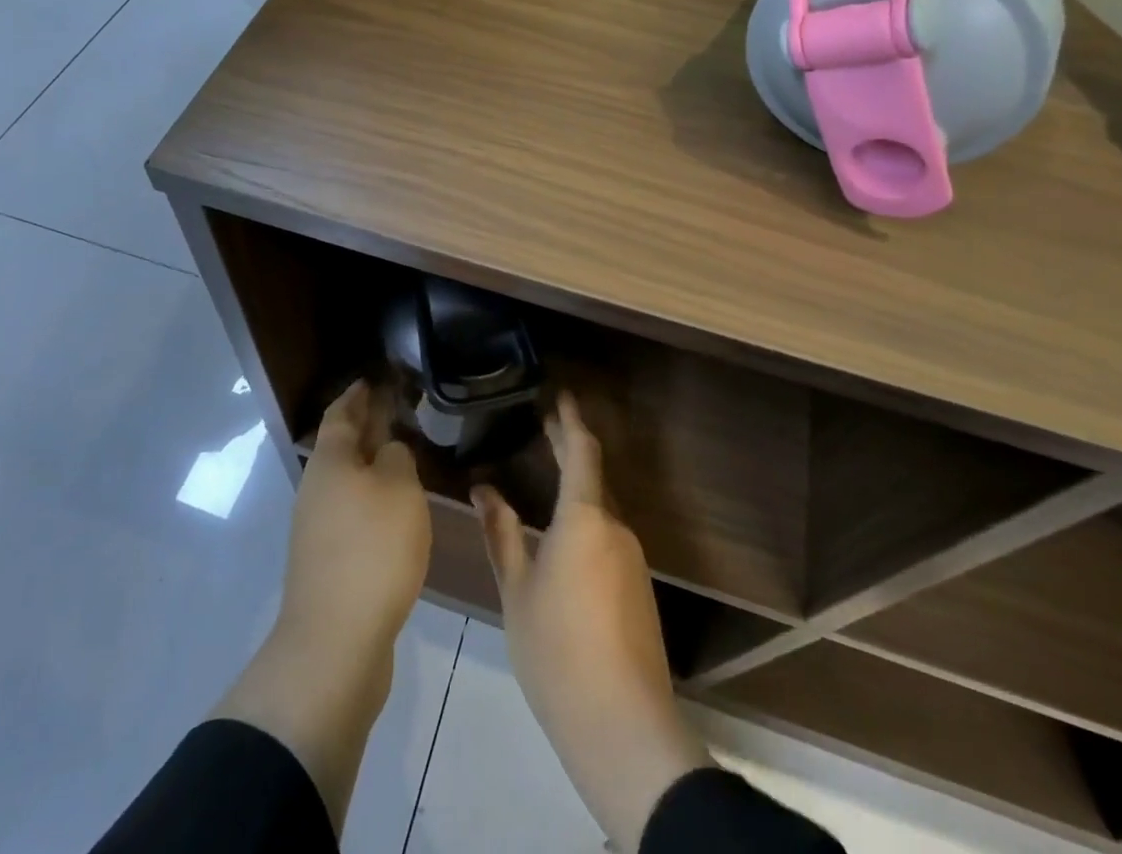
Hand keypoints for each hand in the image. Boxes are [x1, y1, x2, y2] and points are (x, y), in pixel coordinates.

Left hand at [280, 378, 431, 652]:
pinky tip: (395, 508)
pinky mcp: (328, 562)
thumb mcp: (400, 490)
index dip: (357, 394)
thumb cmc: (372, 550)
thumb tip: (389, 450)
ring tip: (402, 455)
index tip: (373, 378)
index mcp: (331, 461)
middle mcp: (317, 488)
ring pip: (348, 480)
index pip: (341, 412)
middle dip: (366, 426)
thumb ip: (398, 458)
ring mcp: (317, 527)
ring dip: (371, 464)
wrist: (335, 642)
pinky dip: (372, 498)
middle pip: (342, 446)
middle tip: (396, 410)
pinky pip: (352, 512)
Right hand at [474, 393, 713, 851]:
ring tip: (546, 472)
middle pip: (593, 474)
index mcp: (585, 518)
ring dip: (576, 485)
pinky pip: (608, 535)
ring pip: (600, 507)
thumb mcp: (516, 591)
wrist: (624, 728)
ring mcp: (632, 558)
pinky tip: (564, 534)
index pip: (582, 450)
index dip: (570, 419)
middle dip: (570, 445)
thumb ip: (501, 533)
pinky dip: (585, 518)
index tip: (558, 393)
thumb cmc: (558, 651)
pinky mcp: (638, 587)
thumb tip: (483, 489)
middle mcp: (615, 527)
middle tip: (545, 422)